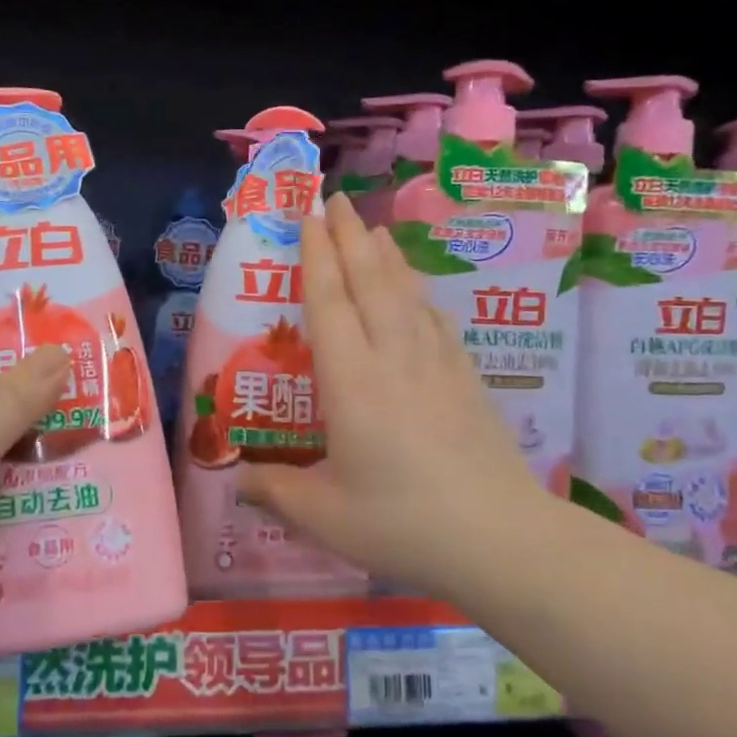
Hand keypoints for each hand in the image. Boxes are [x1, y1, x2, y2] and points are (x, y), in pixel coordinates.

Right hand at [240, 193, 546, 597]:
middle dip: (350, 236)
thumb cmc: (402, 524)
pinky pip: (436, 321)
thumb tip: (237, 480)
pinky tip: (417, 292)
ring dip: (387, 257)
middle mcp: (393, 358)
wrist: (500, 537)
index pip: (329, 303)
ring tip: (375, 229)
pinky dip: (420, 295)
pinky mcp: (466, 380)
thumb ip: (277, 492)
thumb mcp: (326, 517)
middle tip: (336, 199)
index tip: (308, 216)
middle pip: (370, 282)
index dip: (316, 255)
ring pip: (406, 294)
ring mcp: (436, 365)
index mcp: (352, 382)